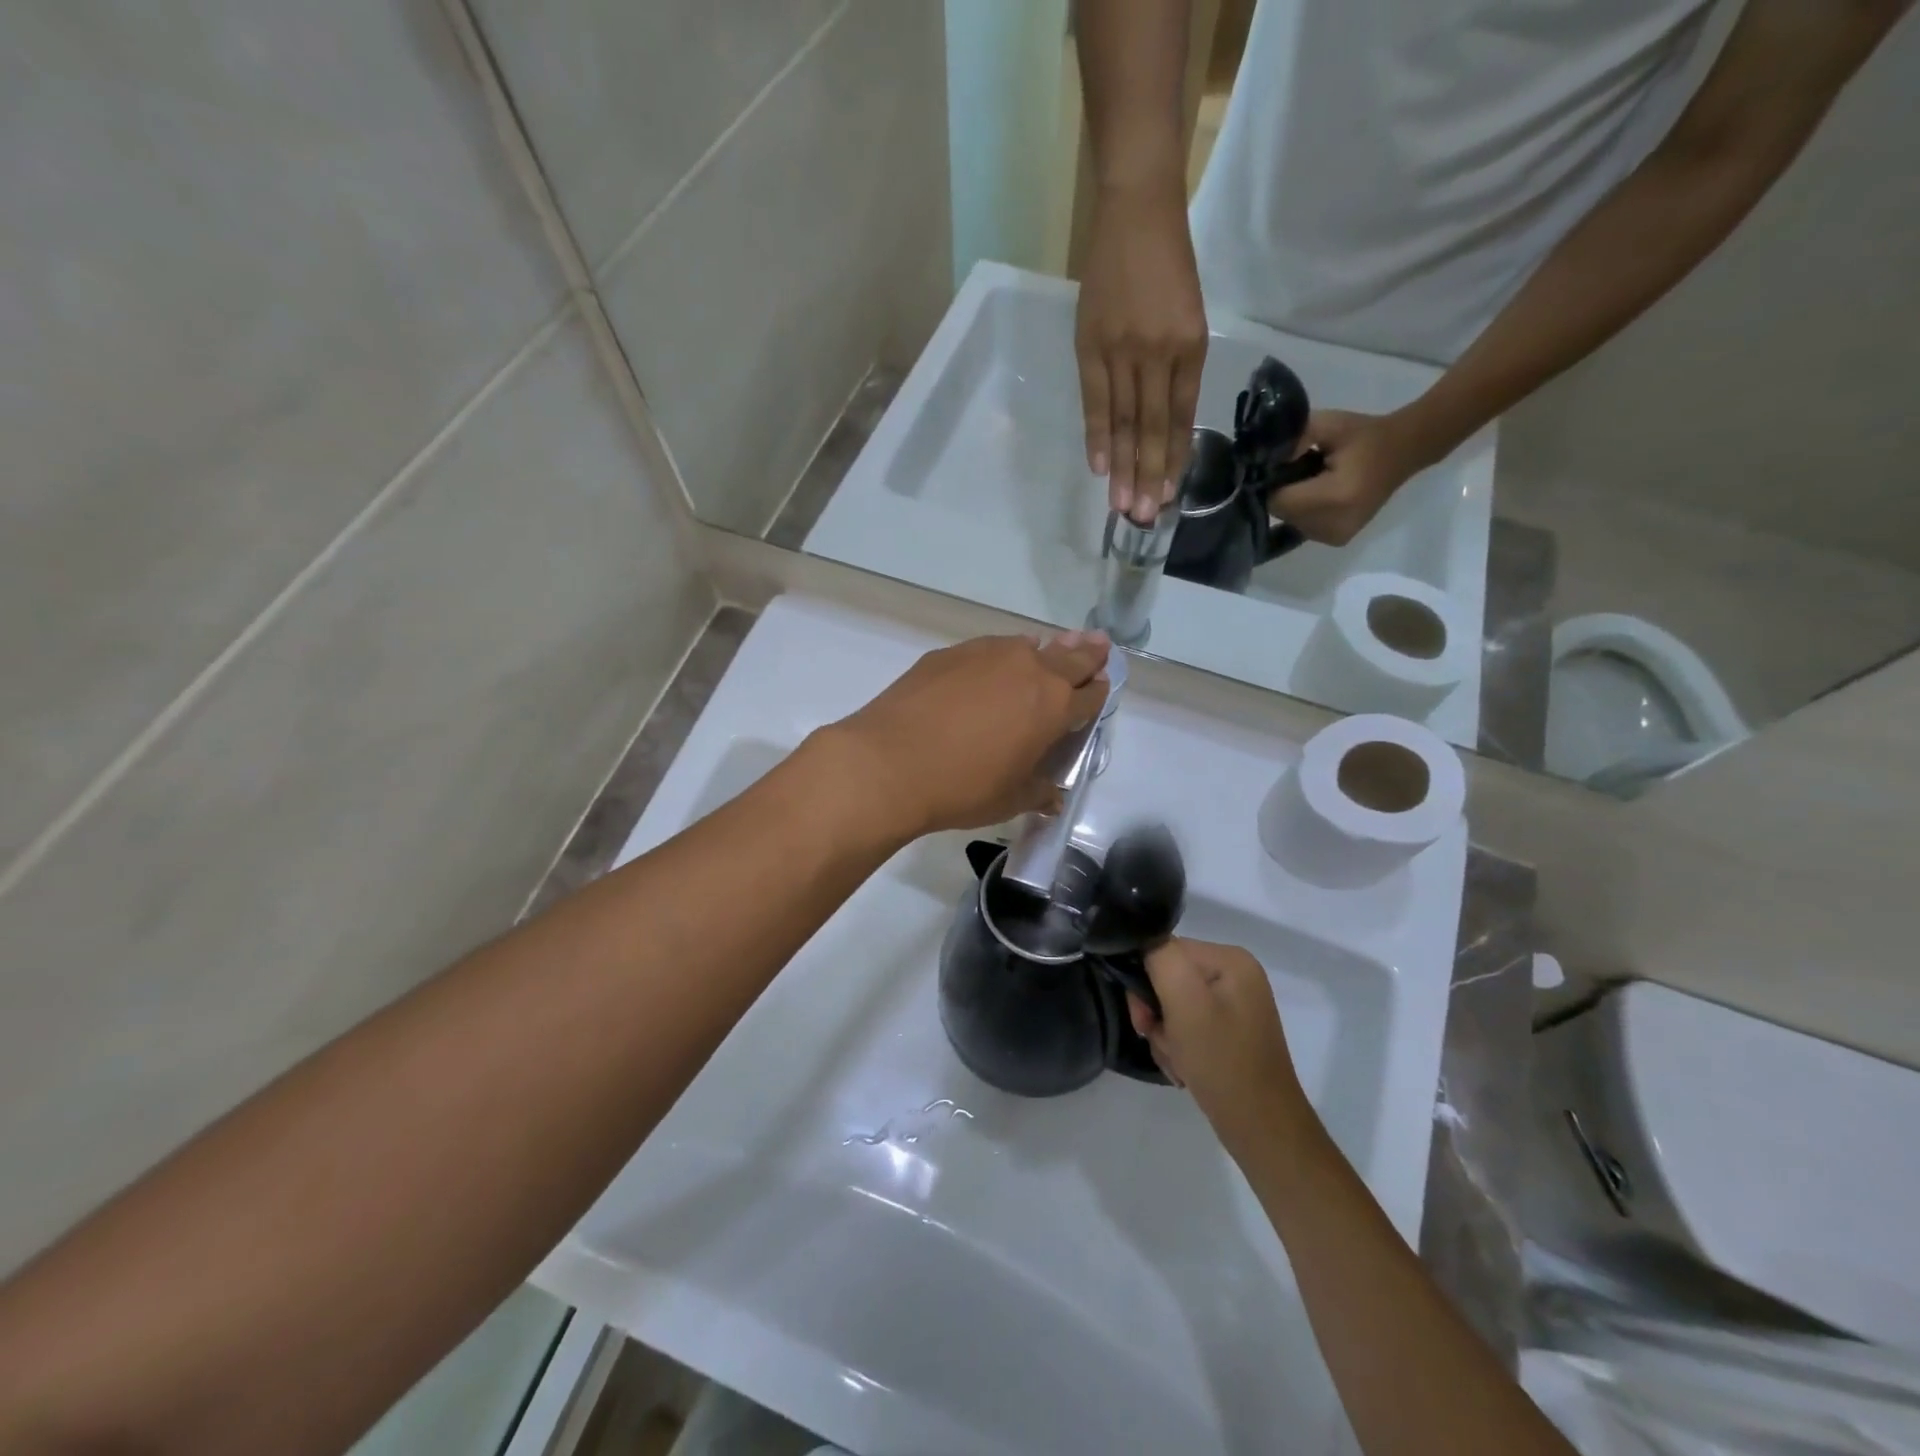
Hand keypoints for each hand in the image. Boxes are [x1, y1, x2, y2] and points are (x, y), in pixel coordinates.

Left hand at [824, 631, 1110, 837]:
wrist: (889, 763)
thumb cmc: (962, 788)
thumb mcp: (1010, 800)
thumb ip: (1038, 793)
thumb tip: (1052, 797)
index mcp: (1053, 707)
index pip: (1091, 695)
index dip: (1098, 693)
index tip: (1100, 688)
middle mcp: (1028, 669)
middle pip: (1070, 657)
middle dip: (1087, 654)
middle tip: (1098, 645)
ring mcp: (987, 654)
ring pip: (1026, 646)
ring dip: (1041, 652)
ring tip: (1041, 656)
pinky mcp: (949, 653)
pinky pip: (987, 649)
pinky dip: (997, 657)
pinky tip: (986, 672)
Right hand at [1075, 182, 1208, 524]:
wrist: (1138, 208)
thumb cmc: (1167, 262)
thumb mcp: (1186, 315)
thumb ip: (1176, 368)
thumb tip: (1161, 422)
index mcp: (1189, 346)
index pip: (1180, 417)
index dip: (1173, 460)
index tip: (1169, 497)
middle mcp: (1158, 353)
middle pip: (1152, 427)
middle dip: (1149, 476)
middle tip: (1146, 518)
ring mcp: (1122, 349)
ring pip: (1125, 421)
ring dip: (1123, 467)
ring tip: (1122, 506)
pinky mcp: (1091, 344)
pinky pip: (1095, 400)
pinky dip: (1098, 435)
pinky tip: (1099, 467)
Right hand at [1128, 938, 1316, 1156]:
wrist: (1261, 1130)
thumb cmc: (1222, 1062)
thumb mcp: (1185, 1002)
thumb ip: (1160, 958)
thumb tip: (1142, 940)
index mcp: (1231, 959)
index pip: (1166, 950)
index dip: (1146, 981)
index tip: (1144, 1017)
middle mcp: (1236, 976)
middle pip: (1168, 978)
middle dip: (1156, 1013)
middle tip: (1160, 1040)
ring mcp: (1234, 1006)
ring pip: (1173, 1006)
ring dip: (1165, 1034)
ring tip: (1177, 1060)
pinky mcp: (1229, 1033)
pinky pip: (1188, 1026)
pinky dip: (1179, 1047)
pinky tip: (1185, 1068)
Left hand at [1277, 409, 1435, 545]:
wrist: (1404, 451)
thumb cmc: (1365, 435)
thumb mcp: (1328, 425)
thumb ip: (1293, 439)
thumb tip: (1265, 461)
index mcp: (1333, 497)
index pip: (1278, 500)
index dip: (1273, 483)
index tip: (1283, 465)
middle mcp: (1333, 525)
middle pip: (1282, 514)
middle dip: (1283, 493)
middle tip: (1302, 470)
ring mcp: (1335, 537)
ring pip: (1290, 522)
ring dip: (1293, 503)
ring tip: (1314, 482)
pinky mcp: (1337, 540)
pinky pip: (1303, 527)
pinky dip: (1304, 512)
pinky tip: (1321, 495)